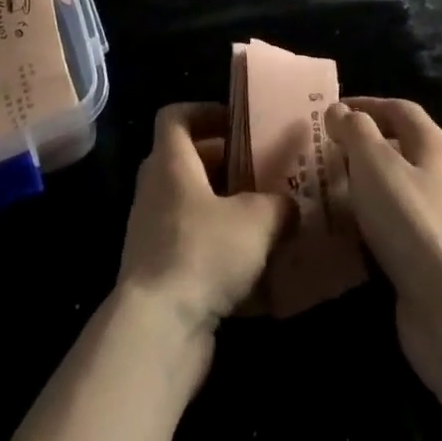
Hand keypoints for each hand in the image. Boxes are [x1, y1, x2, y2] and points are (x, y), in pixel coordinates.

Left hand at [117, 103, 291, 336]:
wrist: (158, 329)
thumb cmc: (203, 252)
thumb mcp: (257, 219)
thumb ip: (278, 204)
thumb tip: (288, 206)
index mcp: (171, 162)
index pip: (175, 116)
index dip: (204, 112)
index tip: (238, 123)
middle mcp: (156, 190)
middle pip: (189, 162)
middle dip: (227, 165)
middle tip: (265, 172)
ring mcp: (153, 233)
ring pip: (193, 207)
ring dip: (226, 210)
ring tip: (267, 220)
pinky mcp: (159, 273)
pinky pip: (193, 248)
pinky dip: (220, 252)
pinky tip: (257, 272)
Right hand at [325, 97, 441, 392]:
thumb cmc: (411, 221)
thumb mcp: (374, 162)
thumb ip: (355, 131)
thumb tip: (340, 111)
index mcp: (433, 146)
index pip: (399, 109)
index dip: (365, 105)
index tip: (329, 112)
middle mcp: (439, 177)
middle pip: (397, 147)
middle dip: (358, 145)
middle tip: (319, 151)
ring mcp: (435, 219)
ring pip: (391, 188)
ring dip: (358, 184)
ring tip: (321, 187)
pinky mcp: (425, 257)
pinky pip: (389, 225)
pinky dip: (364, 220)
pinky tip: (340, 229)